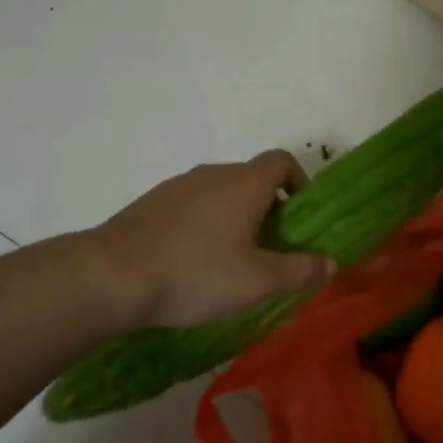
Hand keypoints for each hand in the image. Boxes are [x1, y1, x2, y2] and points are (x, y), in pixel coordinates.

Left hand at [90, 150, 334, 329]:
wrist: (111, 276)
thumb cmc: (196, 273)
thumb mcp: (257, 281)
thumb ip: (299, 271)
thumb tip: (330, 262)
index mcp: (244, 183)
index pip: (282, 160)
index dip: (299, 181)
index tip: (299, 215)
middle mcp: (213, 174)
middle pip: (251, 177)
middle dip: (267, 207)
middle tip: (269, 248)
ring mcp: (177, 186)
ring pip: (219, 192)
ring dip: (233, 216)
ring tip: (229, 259)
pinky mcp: (150, 203)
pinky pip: (190, 205)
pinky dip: (202, 223)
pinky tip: (191, 261)